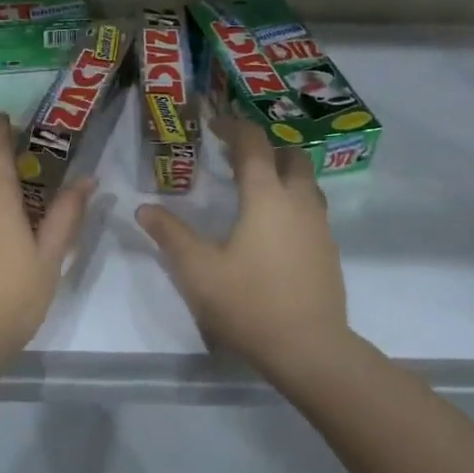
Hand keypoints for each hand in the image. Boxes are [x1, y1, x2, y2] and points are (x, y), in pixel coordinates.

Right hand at [136, 116, 350, 383]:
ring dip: (282, 173)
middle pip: (291, 155)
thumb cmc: (249, 303)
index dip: (234, 127)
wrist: (309, 349)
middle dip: (265, 146)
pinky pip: (311, 209)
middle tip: (236, 156)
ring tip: (254, 188)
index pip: (253, 145)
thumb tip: (144, 208)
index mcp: (267, 196)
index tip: (214, 123)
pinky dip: (292, 200)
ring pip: (306, 182)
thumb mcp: (198, 270)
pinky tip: (272, 228)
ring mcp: (320, 226)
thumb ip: (170, 235)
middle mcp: (299, 202)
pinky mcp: (329, 250)